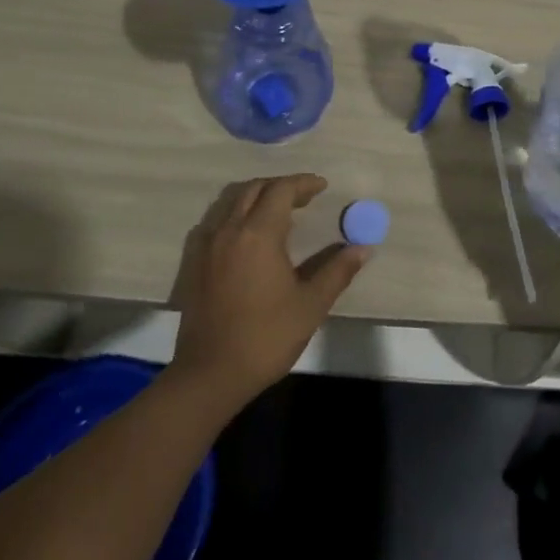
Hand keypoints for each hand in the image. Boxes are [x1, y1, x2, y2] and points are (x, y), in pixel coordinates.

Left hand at [167, 174, 369, 412]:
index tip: (323, 187)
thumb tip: (364, 248)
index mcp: (259, 234)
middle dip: (281, 186)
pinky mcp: (195, 263)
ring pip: (232, 201)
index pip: (282, 190)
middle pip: (255, 188)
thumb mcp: (310, 306)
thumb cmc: (265, 338)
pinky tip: (247, 235)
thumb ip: (337, 271)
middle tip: (304, 198)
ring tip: (278, 212)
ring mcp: (208, 245)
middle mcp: (230, 230)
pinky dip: (235, 215)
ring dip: (257, 197)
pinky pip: (216, 221)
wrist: (209, 375)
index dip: (304, 183)